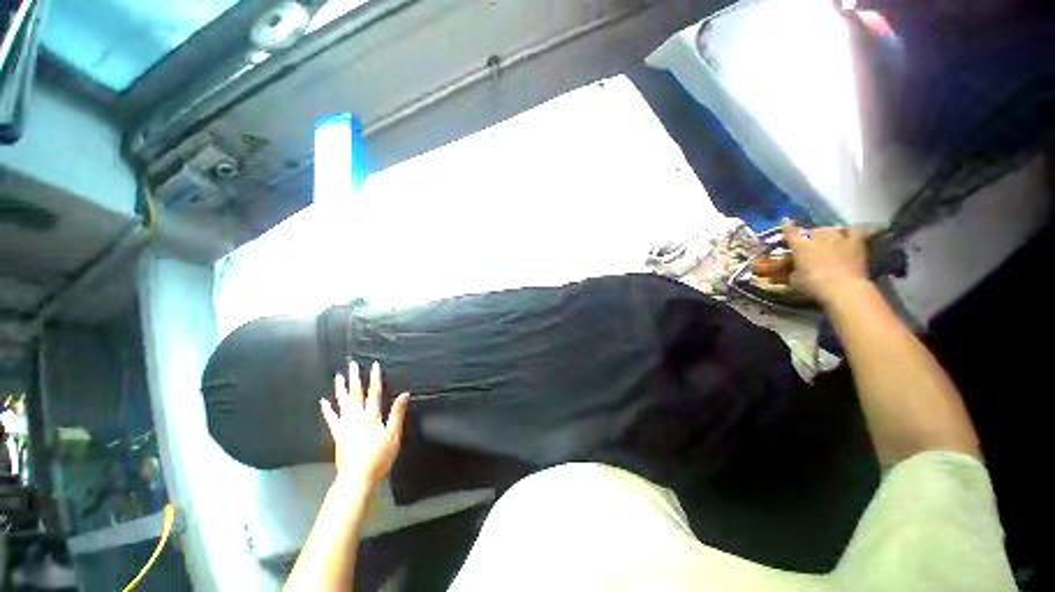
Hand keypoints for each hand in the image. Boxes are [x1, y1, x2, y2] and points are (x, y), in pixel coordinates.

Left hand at [320, 361, 409, 491]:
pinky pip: (331, 419)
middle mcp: (357, 417)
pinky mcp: (337, 435)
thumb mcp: (394, 436)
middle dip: (355, 378)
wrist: (356, 478)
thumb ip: (397, 414)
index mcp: (372, 416)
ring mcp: (345, 426)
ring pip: (342, 403)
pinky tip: (324, 402)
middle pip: (356, 394)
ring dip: (341, 389)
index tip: (374, 365)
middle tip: (351, 364)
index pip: (374, 393)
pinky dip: (327, 409)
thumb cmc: (379, 457)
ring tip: (338, 376)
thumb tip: (404, 394)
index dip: (375, 378)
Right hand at [782, 220, 869, 307]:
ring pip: (829, 230)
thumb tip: (792, 268)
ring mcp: (838, 238)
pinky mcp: (856, 242)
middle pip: (811, 231)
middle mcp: (817, 238)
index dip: (788, 227)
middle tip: (809, 241)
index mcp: (800, 246)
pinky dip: (849, 232)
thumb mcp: (795, 280)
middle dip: (809, 235)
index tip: (787, 223)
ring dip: (826, 233)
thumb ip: (792, 270)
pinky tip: (848, 234)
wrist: (843, 288)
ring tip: (827, 238)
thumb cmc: (813, 285)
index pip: (790, 232)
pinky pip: (853, 231)